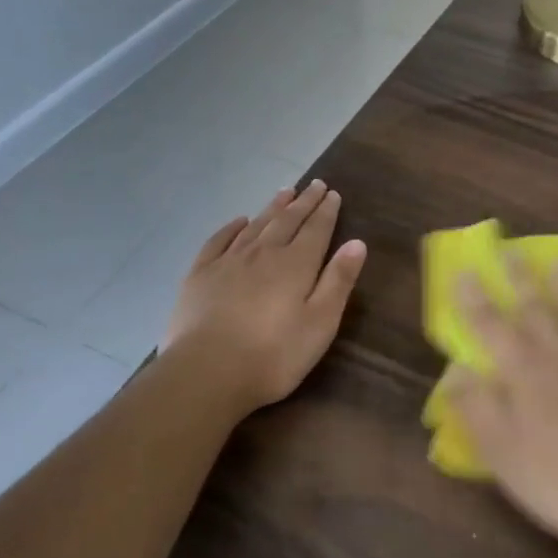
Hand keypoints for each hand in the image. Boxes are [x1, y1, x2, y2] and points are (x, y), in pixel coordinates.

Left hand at [163, 181, 367, 412]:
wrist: (206, 372)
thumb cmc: (273, 355)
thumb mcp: (320, 323)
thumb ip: (338, 281)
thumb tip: (357, 243)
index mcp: (295, 265)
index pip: (316, 229)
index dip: (326, 211)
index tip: (333, 193)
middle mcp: (263, 253)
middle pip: (287, 220)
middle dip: (303, 202)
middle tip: (315, 184)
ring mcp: (228, 261)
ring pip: (256, 225)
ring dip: (272, 207)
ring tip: (284, 192)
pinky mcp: (200, 275)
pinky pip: (219, 240)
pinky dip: (232, 227)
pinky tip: (239, 221)